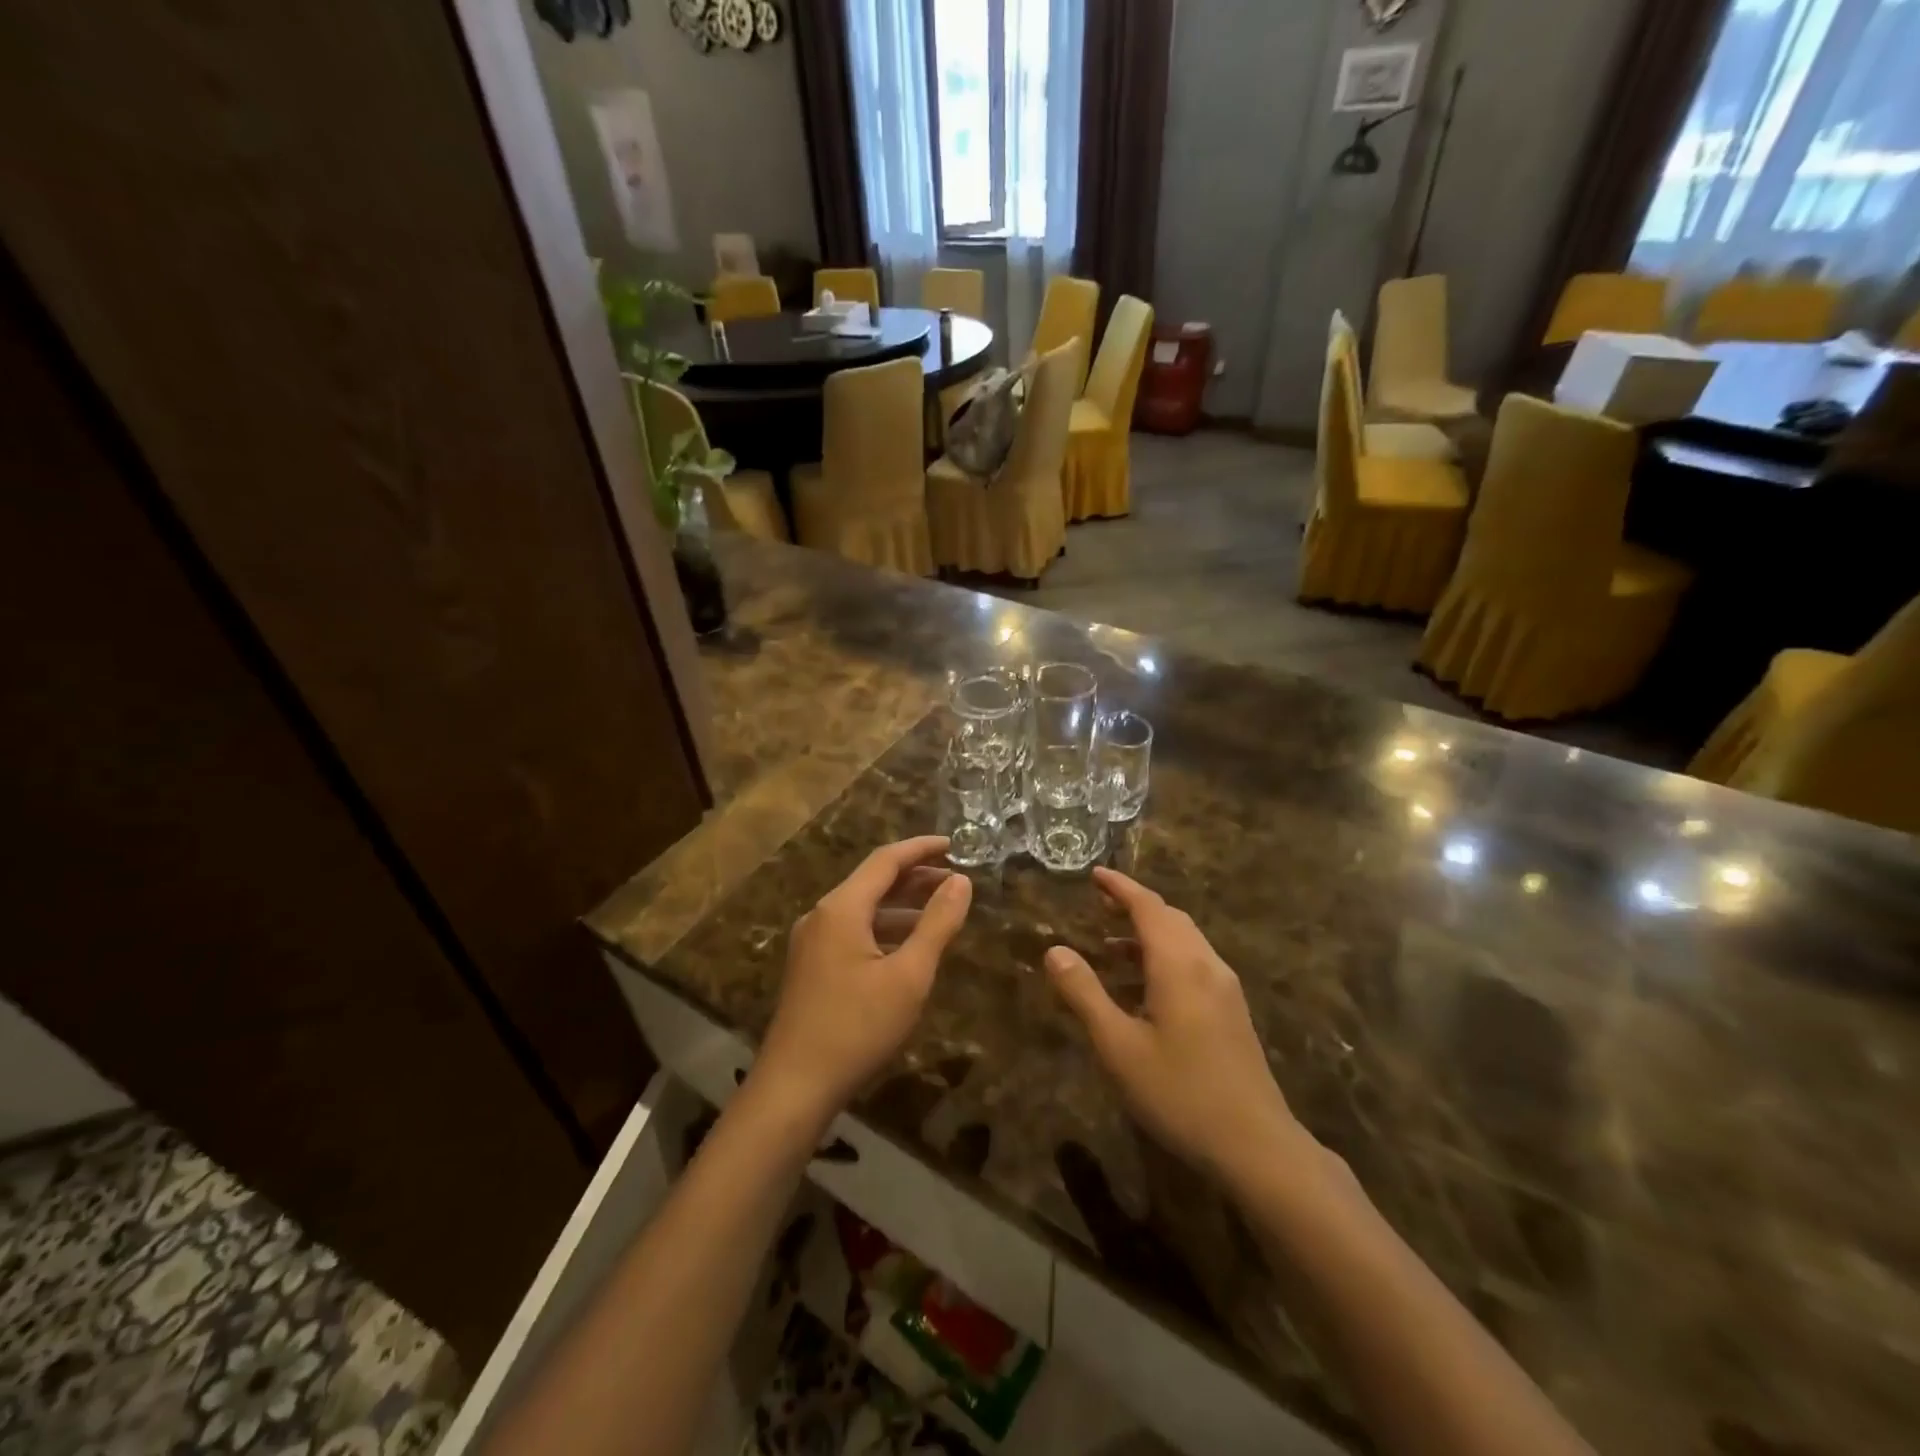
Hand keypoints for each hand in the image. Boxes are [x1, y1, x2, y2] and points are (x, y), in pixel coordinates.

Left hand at [755, 837, 972, 1123]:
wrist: (794, 1086)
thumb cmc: (857, 1027)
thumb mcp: (909, 976)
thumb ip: (937, 924)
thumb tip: (961, 881)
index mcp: (841, 908)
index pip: (885, 860)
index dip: (921, 848)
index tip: (955, 844)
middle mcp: (822, 915)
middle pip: (872, 881)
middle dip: (915, 876)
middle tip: (955, 879)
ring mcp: (812, 942)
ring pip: (862, 908)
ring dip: (901, 905)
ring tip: (940, 910)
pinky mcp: (811, 967)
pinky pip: (852, 931)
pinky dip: (884, 928)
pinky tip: (907, 947)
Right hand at [1046, 868, 1306, 1185]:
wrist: (1257, 1146)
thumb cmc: (1179, 1093)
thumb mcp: (1119, 1046)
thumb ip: (1085, 994)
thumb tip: (1055, 950)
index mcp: (1178, 964)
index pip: (1148, 907)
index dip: (1120, 887)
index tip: (1094, 873)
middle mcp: (1206, 965)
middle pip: (1169, 918)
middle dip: (1134, 906)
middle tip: (1099, 903)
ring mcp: (1225, 989)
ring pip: (1184, 942)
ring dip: (1148, 934)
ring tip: (1109, 946)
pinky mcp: (1232, 1012)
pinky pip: (1193, 964)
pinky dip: (1163, 957)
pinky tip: (1143, 989)